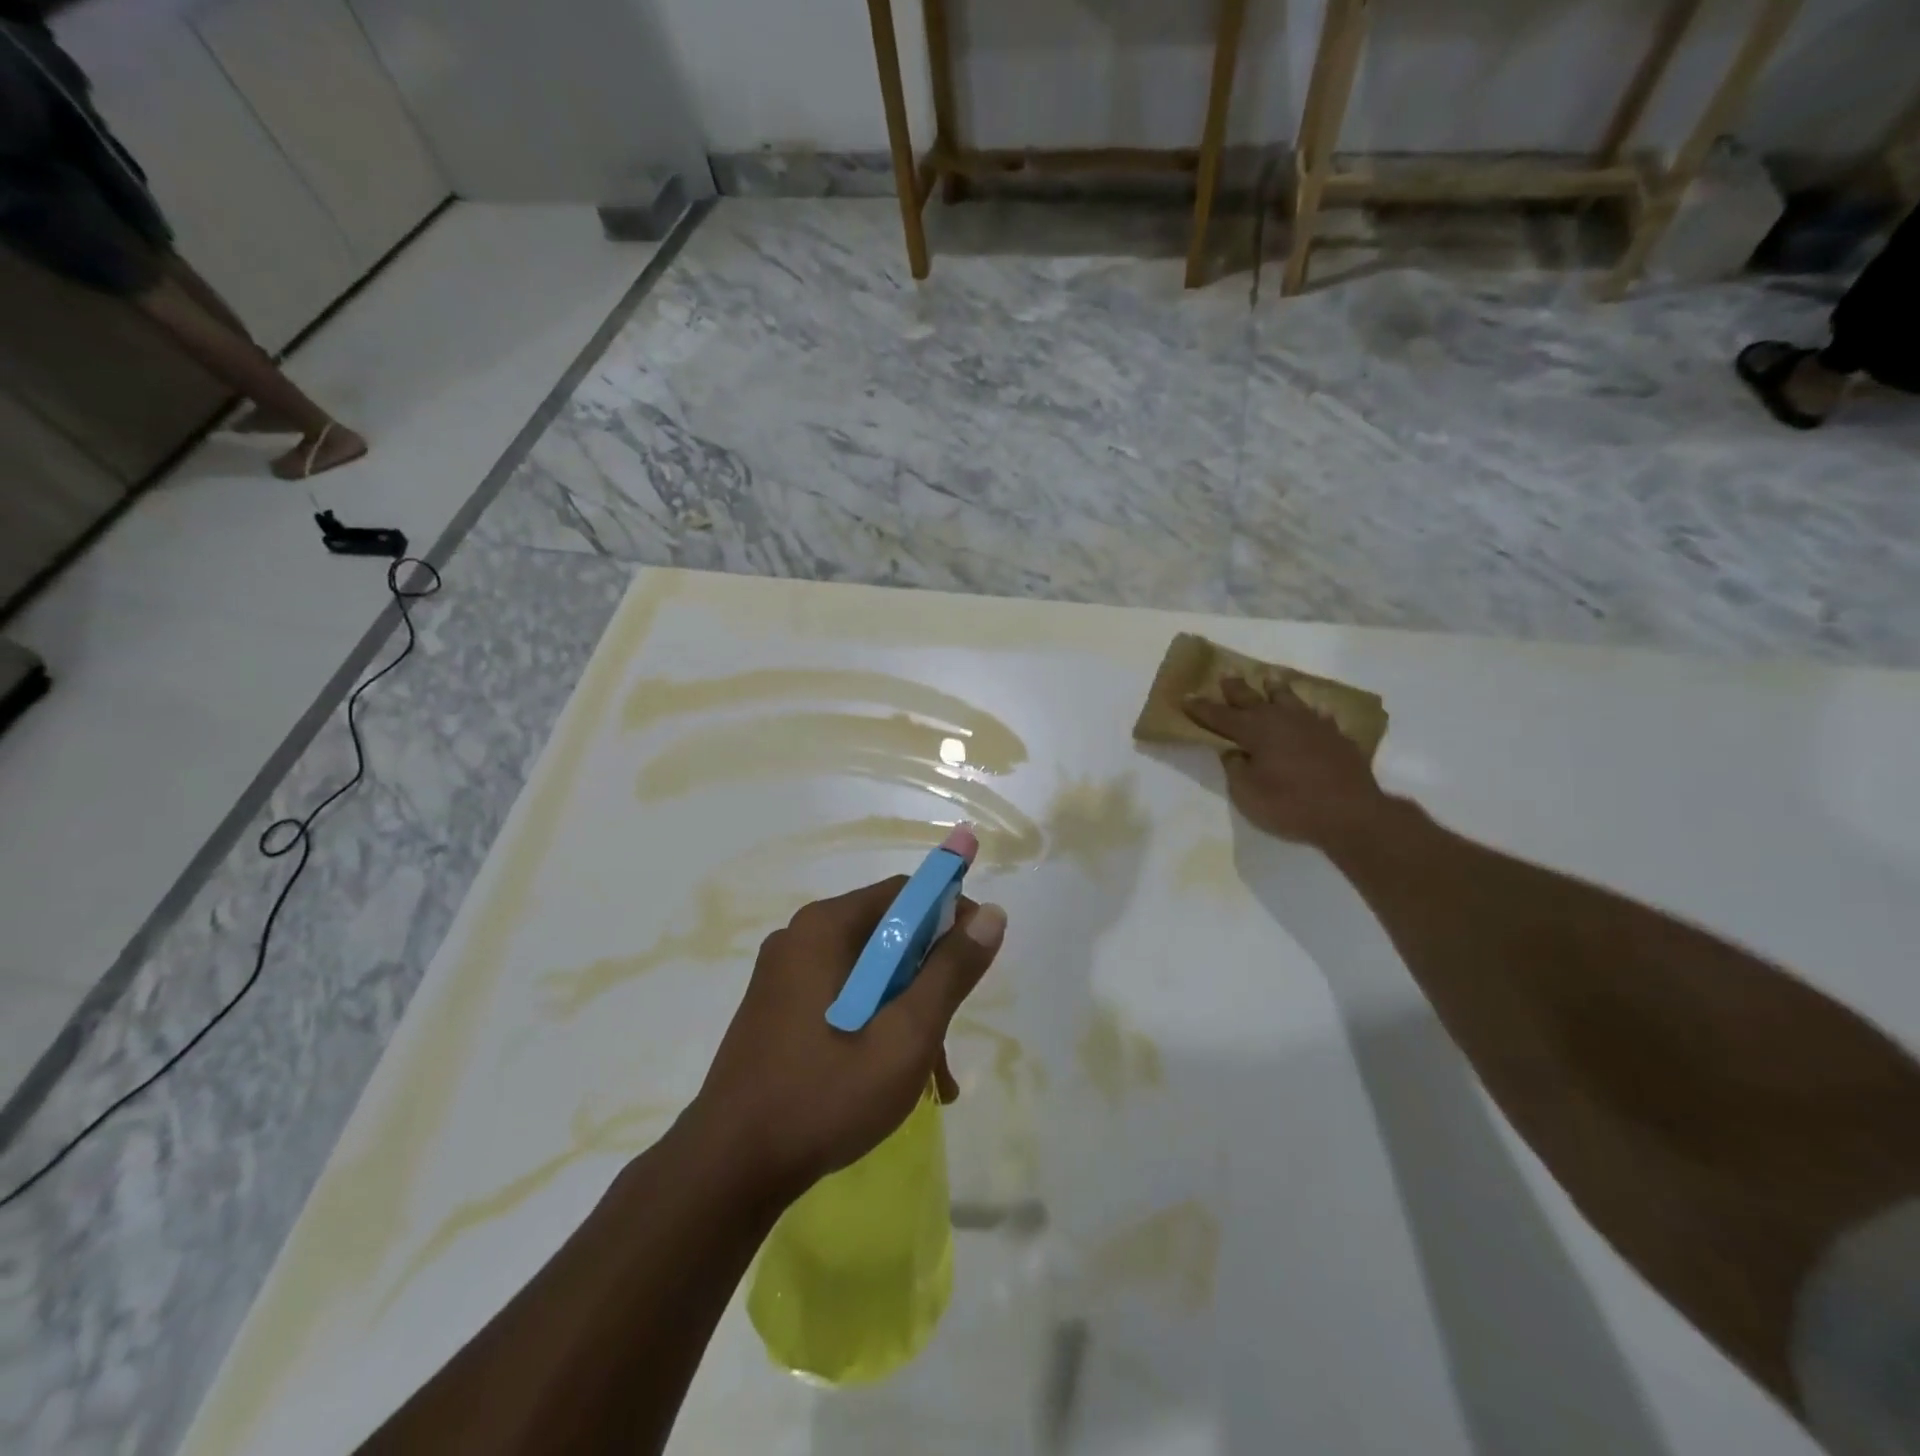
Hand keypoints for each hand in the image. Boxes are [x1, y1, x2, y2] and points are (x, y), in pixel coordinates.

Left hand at [687, 830, 1006, 1202]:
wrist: (728, 1171)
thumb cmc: (824, 1095)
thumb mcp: (905, 1035)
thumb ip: (951, 972)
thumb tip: (991, 913)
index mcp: (824, 928)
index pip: (904, 894)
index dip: (950, 915)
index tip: (979, 957)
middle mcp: (801, 939)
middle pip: (887, 935)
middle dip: (930, 980)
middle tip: (952, 1033)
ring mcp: (784, 977)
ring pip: (869, 974)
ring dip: (907, 1012)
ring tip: (934, 1078)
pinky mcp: (778, 1011)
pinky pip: (843, 998)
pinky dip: (875, 1025)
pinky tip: (896, 1080)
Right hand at [1184, 677, 1389, 845]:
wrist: (1351, 814)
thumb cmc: (1290, 805)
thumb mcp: (1247, 793)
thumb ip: (1235, 769)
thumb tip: (1234, 752)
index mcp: (1255, 731)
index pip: (1220, 716)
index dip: (1202, 708)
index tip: (1186, 696)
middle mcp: (1281, 720)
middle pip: (1252, 699)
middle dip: (1236, 688)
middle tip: (1226, 675)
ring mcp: (1312, 725)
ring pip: (1289, 699)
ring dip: (1276, 689)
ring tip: (1270, 678)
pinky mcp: (1337, 737)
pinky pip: (1320, 717)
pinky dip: (1312, 712)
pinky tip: (1314, 712)